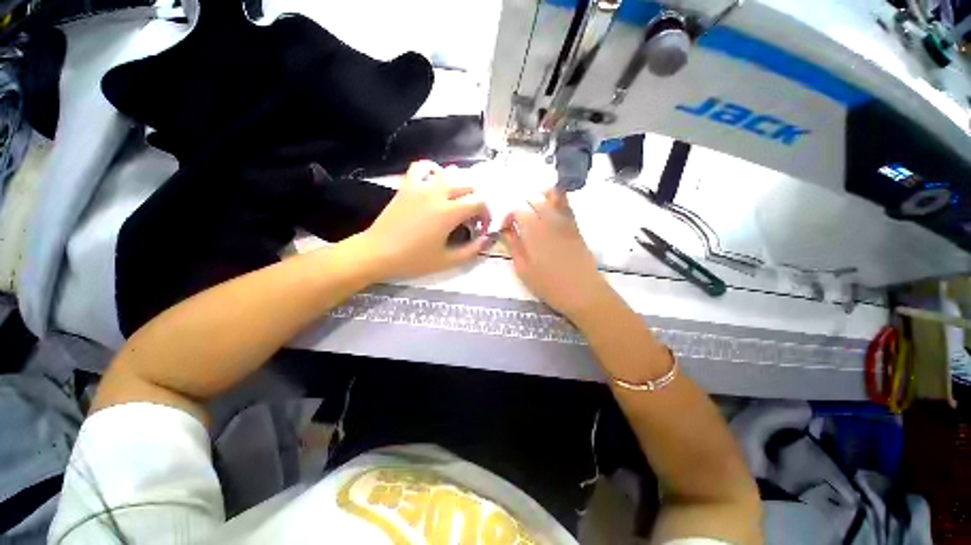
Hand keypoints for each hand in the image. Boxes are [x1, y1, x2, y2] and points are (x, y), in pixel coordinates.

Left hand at [357, 161, 490, 280]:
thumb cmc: (413, 260)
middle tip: (471, 219)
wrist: (378, 253)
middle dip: (476, 201)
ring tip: (456, 202)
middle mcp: (438, 193)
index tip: (481, 228)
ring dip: (459, 186)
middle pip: (468, 186)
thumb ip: (472, 250)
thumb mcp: (447, 261)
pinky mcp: (407, 186)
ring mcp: (421, 187)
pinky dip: (433, 171)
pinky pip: (422, 168)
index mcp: (449, 212)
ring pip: (449, 174)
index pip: (479, 202)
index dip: (486, 214)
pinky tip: (435, 183)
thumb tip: (487, 239)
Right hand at [503, 189, 610, 318]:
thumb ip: (514, 246)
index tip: (506, 229)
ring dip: (540, 199)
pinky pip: (567, 205)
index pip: (517, 211)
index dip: (508, 217)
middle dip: (522, 208)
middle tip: (518, 223)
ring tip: (534, 212)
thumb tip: (506, 231)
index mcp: (533, 231)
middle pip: (533, 200)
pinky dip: (558, 200)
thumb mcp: (523, 269)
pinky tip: (552, 209)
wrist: (583, 291)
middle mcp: (550, 220)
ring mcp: (565, 221)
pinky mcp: (576, 226)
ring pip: (552, 196)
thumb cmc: (549, 285)